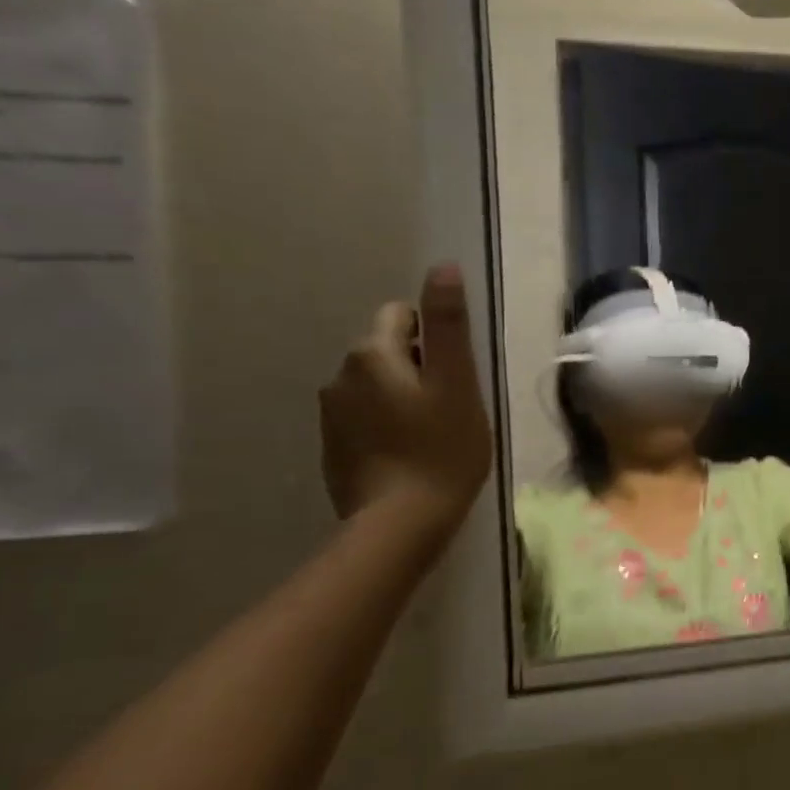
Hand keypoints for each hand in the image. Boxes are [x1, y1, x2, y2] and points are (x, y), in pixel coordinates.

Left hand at [319, 264, 492, 538]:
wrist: (400, 522)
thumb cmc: (442, 448)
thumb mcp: (458, 382)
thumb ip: (447, 324)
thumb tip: (442, 266)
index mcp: (372, 354)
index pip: (401, 315)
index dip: (434, 338)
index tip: (456, 375)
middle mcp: (340, 375)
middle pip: (387, 350)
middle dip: (419, 367)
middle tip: (452, 406)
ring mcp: (332, 414)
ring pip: (376, 385)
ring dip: (403, 396)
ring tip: (433, 433)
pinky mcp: (332, 446)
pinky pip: (365, 417)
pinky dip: (387, 424)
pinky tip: (409, 453)